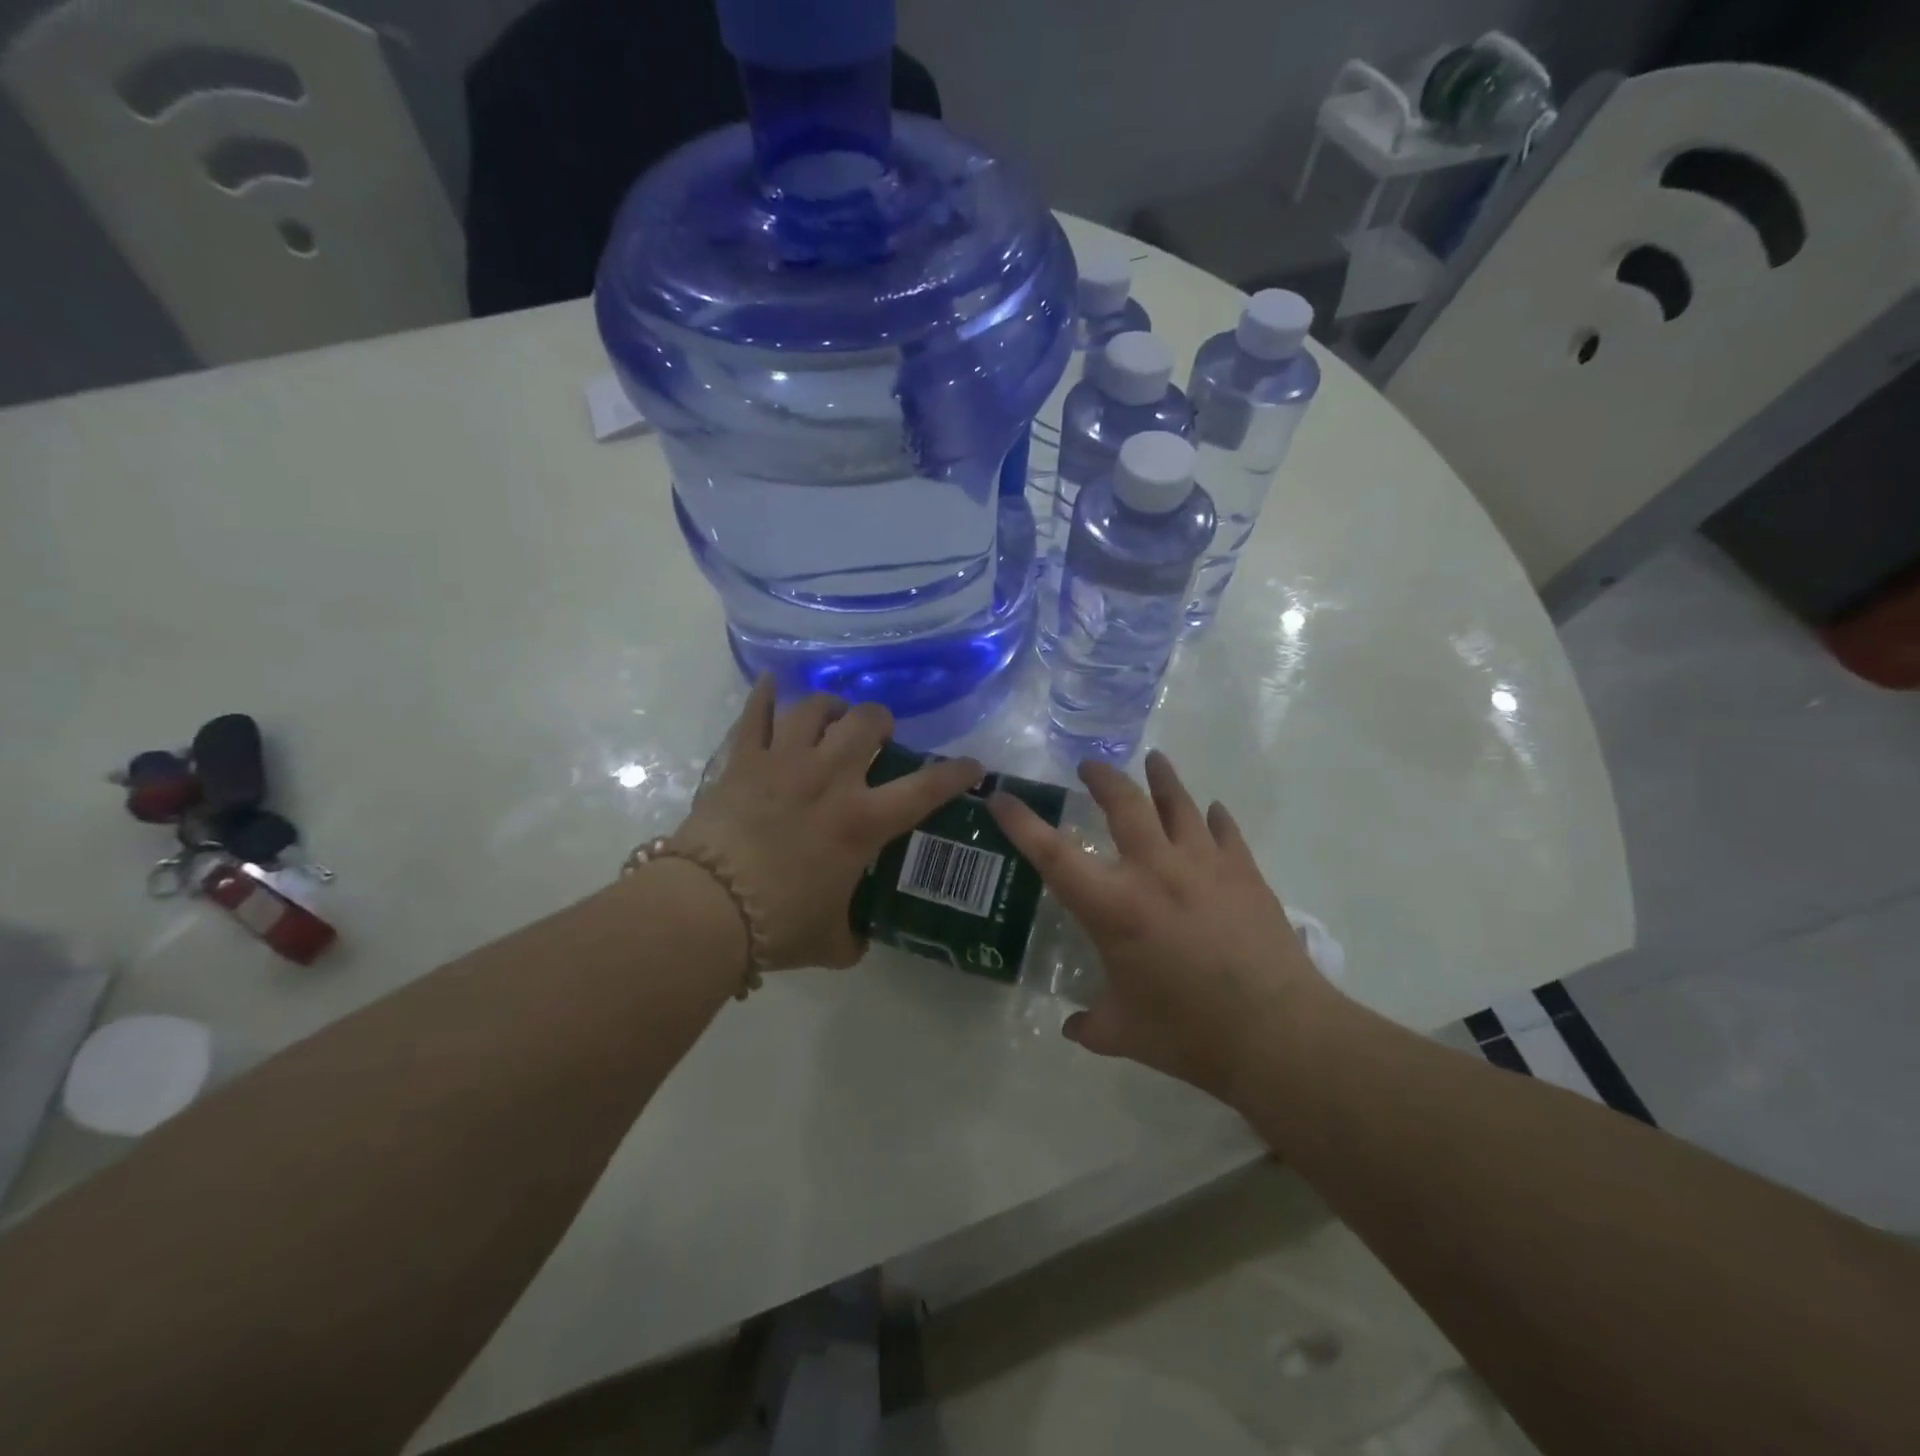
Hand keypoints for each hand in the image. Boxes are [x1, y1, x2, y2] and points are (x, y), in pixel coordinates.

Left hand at [672, 677, 983, 970]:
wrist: (707, 909)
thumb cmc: (778, 924)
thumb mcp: (832, 941)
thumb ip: (853, 935)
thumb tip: (857, 938)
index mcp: (862, 820)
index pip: (926, 788)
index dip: (957, 772)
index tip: (971, 766)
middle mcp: (831, 778)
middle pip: (867, 721)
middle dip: (881, 721)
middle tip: (878, 736)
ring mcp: (785, 761)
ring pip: (815, 707)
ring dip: (831, 706)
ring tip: (832, 714)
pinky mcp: (743, 759)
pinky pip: (756, 713)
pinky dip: (765, 694)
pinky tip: (772, 683)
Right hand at [989, 750, 1337, 1103]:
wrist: (1277, 1034)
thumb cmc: (1190, 1034)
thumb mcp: (1124, 1033)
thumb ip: (1091, 1024)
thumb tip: (1072, 1027)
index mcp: (1114, 907)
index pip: (1053, 854)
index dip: (1021, 823)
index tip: (1002, 797)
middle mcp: (1154, 871)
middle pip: (1123, 803)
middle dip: (1102, 778)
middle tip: (1089, 766)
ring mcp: (1204, 865)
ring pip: (1179, 803)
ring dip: (1162, 778)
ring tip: (1154, 760)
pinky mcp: (1244, 872)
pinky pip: (1225, 831)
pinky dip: (1215, 817)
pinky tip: (1213, 810)